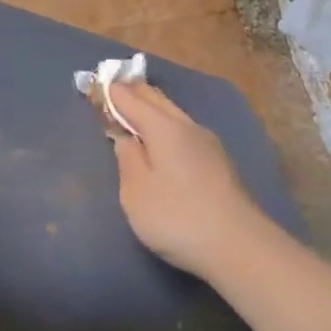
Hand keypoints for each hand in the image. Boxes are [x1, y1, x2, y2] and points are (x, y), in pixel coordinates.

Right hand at [108, 81, 279, 280]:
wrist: (239, 247)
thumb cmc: (177, 218)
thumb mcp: (136, 192)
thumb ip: (127, 158)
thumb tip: (125, 136)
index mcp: (163, 127)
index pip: (130, 97)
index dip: (109, 91)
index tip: (91, 84)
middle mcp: (187, 126)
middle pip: (155, 98)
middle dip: (131, 92)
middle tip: (110, 91)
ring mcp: (207, 143)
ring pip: (172, 113)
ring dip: (150, 109)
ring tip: (131, 112)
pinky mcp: (217, 162)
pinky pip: (182, 130)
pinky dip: (164, 125)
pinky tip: (160, 140)